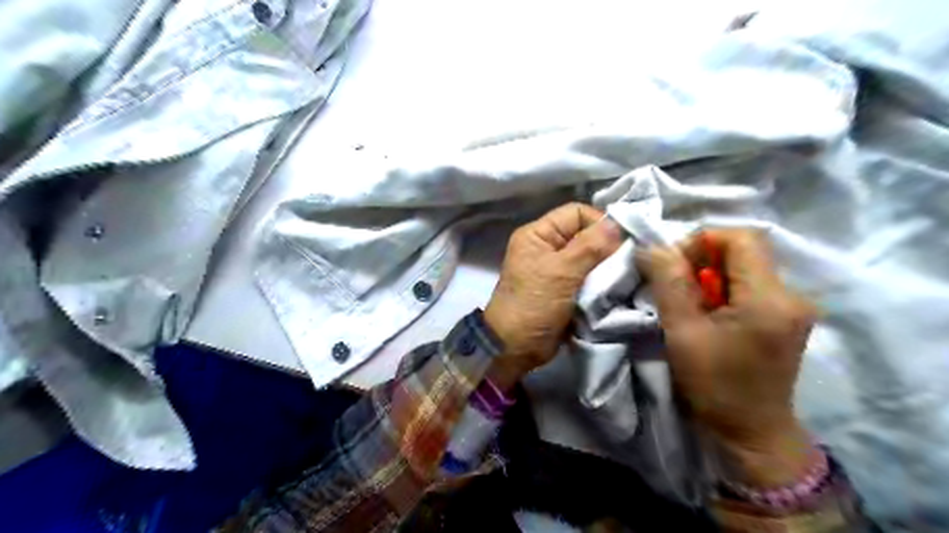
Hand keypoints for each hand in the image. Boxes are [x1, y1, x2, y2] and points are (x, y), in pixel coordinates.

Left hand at [484, 205, 627, 390]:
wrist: (515, 347)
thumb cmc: (533, 305)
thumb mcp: (560, 273)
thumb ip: (589, 246)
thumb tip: (618, 223)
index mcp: (538, 234)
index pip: (576, 213)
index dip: (600, 222)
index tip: (622, 242)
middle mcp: (547, 247)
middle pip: (585, 234)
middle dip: (607, 246)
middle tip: (628, 260)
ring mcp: (557, 269)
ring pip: (591, 257)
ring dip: (607, 266)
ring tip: (625, 275)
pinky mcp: (565, 289)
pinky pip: (589, 277)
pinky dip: (603, 281)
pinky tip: (617, 287)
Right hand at [641, 229, 820, 485]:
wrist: (751, 432)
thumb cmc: (714, 385)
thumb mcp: (682, 331)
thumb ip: (668, 282)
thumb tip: (651, 246)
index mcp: (770, 298)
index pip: (741, 237)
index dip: (702, 241)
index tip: (674, 266)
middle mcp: (792, 294)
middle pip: (744, 250)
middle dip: (703, 259)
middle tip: (676, 287)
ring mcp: (793, 306)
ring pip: (745, 267)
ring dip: (710, 276)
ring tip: (689, 304)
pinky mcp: (786, 317)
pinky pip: (750, 285)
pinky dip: (723, 289)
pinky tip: (708, 314)